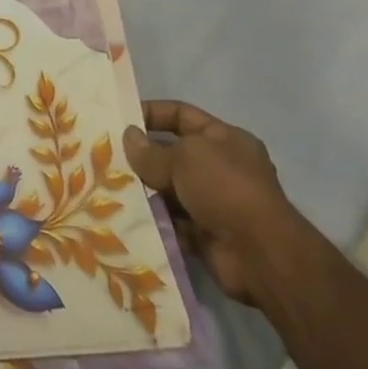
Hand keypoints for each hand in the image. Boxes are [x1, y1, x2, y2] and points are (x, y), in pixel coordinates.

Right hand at [123, 101, 302, 303]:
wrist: (260, 255)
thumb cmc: (225, 188)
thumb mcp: (185, 157)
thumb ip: (152, 150)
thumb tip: (128, 137)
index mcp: (223, 139)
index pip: (181, 114)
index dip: (151, 113)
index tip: (120, 120)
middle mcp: (220, 167)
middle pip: (172, 153)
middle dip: (142, 156)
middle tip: (107, 156)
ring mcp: (214, 202)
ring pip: (169, 188)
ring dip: (145, 189)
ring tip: (110, 186)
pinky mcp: (205, 233)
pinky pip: (171, 220)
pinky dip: (153, 219)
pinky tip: (126, 214)